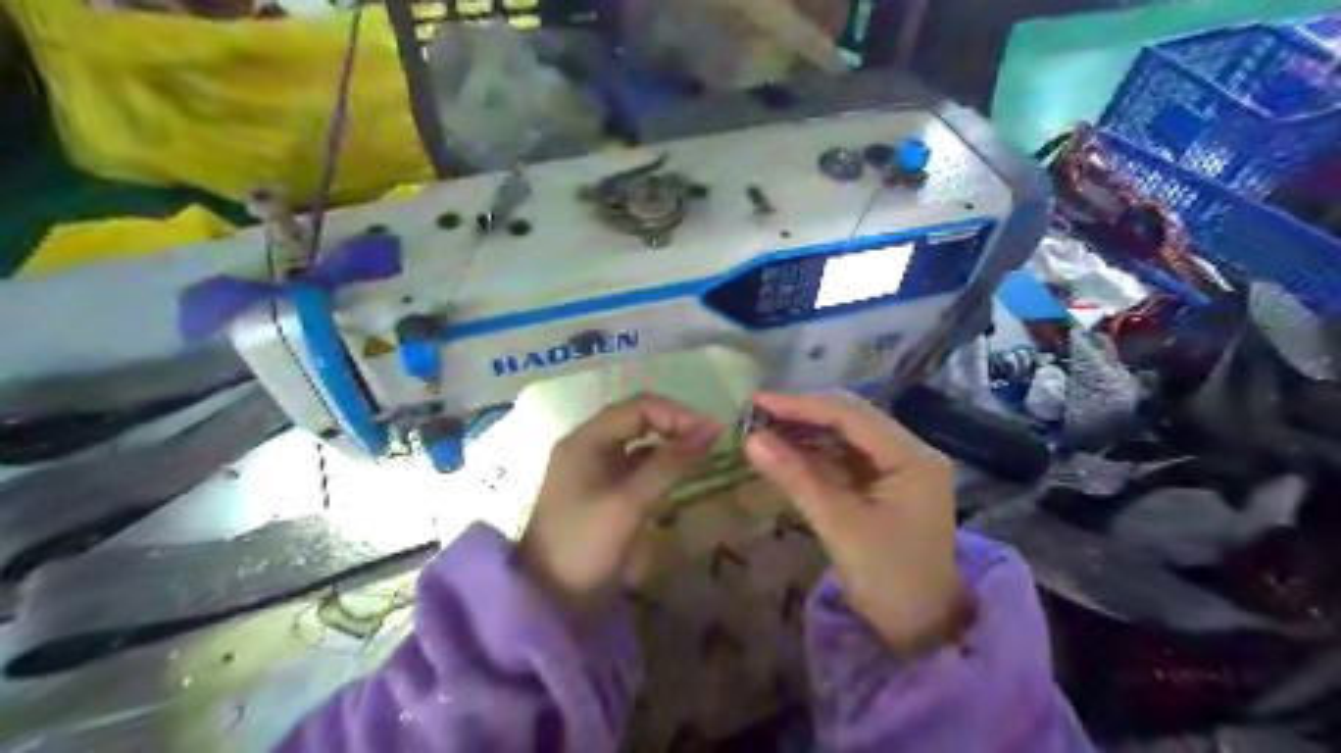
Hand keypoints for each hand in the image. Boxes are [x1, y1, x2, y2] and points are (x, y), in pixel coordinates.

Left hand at [515, 394, 724, 615]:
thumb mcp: (630, 503)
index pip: (638, 407)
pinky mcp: (597, 491)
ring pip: (635, 442)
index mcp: (586, 440)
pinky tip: (676, 475)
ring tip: (700, 455)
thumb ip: (671, 462)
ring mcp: (590, 469)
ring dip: (666, 444)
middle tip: (709, 443)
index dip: (677, 414)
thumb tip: (712, 426)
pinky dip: (655, 465)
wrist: (546, 602)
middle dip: (673, 425)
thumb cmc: (585, 546)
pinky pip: (631, 465)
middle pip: (635, 419)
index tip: (711, 433)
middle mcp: (586, 446)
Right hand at [744, 392, 963, 656]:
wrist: (922, 631)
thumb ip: (795, 478)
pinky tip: (786, 451)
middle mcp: (910, 453)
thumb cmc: (888, 579)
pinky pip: (845, 460)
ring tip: (764, 427)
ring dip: (807, 433)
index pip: (851, 416)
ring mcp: (898, 470)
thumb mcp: (839, 526)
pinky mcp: (884, 487)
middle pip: (851, 420)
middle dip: (804, 414)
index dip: (802, 405)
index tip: (758, 400)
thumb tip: (750, 440)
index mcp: (912, 458)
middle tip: (757, 411)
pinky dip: (815, 455)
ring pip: (846, 438)